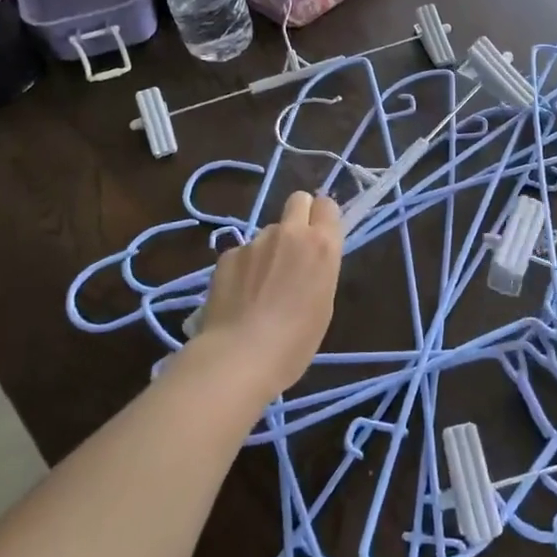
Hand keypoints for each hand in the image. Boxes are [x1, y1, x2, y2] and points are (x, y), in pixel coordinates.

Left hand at [196, 191, 341, 396]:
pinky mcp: (228, 254)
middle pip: (298, 200)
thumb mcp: (323, 304)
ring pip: (268, 232)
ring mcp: (256, 241)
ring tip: (260, 287)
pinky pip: (243, 252)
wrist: (240, 356)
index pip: (327, 205)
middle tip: (293, 249)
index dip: (323, 217)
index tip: (320, 236)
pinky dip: (244, 268)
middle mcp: (291, 233)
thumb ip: (319, 269)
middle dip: (299, 215)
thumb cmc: (295, 342)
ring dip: (269, 249)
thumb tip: (307, 261)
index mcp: (322, 246)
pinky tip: (238, 296)